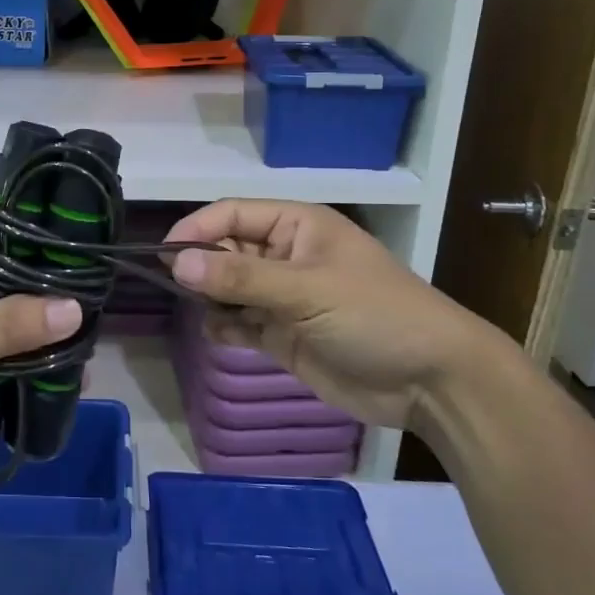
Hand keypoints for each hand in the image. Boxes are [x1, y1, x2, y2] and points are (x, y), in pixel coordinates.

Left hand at [0, 192, 82, 499]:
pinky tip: (69, 361)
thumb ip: (7, 325)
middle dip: (41, 263)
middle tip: (93, 269)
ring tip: (91, 314)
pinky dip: (31, 350)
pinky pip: (3, 346)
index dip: (19, 203)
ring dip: (40, 312)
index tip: (68, 210)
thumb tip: (75, 307)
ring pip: (5, 305)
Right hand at [166, 200, 517, 433]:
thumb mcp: (307, 289)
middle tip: (177, 288)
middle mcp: (285, 255)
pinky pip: (240, 322)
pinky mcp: (283, 335)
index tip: (163, 255)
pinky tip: (222, 334)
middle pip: (226, 249)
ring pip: (229, 287)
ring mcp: (284, 297)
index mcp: (296, 226)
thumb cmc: (374, 315)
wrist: (431, 381)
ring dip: (210, 297)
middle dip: (201, 265)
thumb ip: (241, 276)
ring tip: (203, 311)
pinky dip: (225, 326)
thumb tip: (176, 260)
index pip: (232, 214)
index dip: (196, 229)